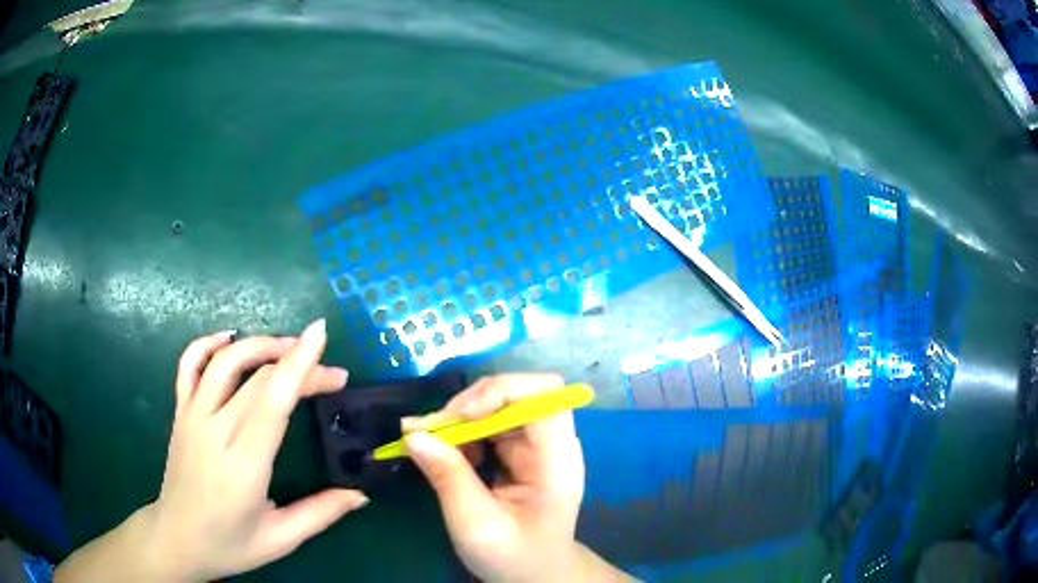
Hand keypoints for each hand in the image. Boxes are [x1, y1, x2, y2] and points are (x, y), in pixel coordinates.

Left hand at [142, 320, 366, 580]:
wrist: (176, 538)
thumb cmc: (229, 545)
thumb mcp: (280, 539)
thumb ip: (320, 514)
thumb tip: (361, 494)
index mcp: (243, 466)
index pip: (272, 401)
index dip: (299, 364)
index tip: (321, 336)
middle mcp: (215, 431)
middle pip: (257, 377)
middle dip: (299, 363)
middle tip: (332, 375)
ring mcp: (193, 416)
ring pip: (224, 360)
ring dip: (259, 344)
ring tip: (289, 347)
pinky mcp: (181, 412)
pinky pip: (189, 364)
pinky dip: (209, 343)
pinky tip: (230, 339)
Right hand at [403, 374, 589, 581]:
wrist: (535, 574)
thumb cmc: (514, 557)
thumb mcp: (476, 525)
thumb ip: (448, 478)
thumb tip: (414, 435)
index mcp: (557, 460)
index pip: (544, 395)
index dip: (502, 391)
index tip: (461, 416)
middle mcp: (552, 443)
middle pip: (518, 393)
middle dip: (470, 403)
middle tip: (430, 429)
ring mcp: (536, 446)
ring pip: (499, 405)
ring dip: (460, 416)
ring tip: (427, 437)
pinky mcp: (521, 452)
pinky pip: (490, 424)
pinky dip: (463, 431)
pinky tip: (444, 451)